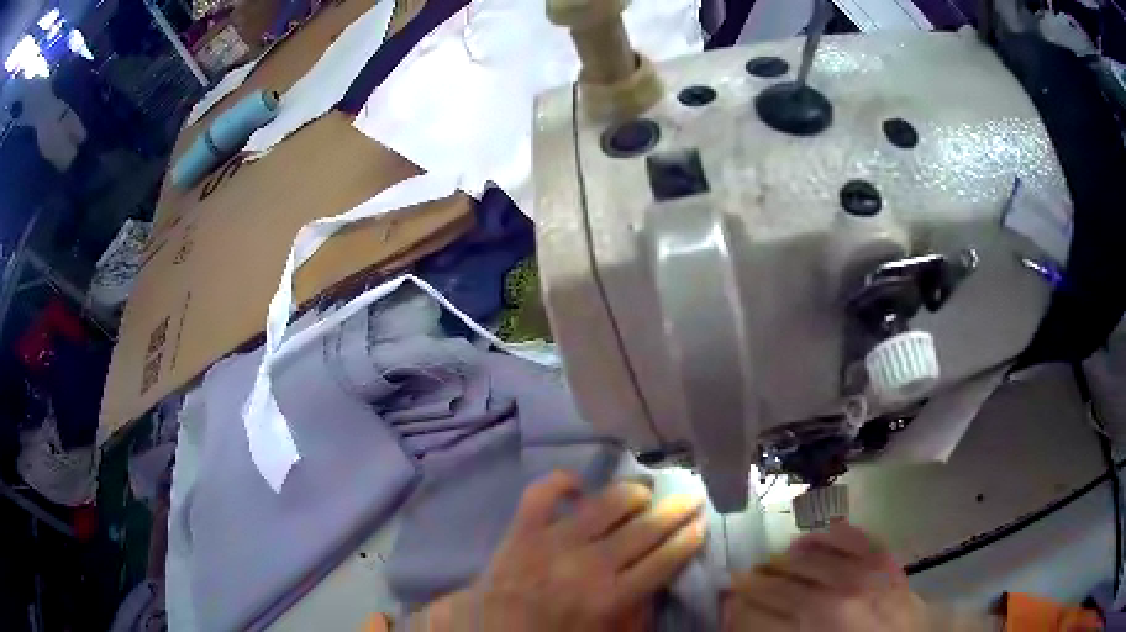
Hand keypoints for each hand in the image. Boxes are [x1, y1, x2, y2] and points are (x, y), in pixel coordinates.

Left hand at [419, 470, 706, 630]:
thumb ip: (634, 614)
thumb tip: (656, 585)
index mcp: (612, 597)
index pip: (663, 561)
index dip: (688, 540)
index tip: (702, 524)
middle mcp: (589, 564)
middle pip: (644, 529)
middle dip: (675, 511)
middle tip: (692, 495)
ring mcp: (552, 542)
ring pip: (604, 505)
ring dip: (630, 493)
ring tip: (644, 491)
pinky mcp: (521, 531)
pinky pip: (541, 494)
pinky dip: (560, 482)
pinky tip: (577, 483)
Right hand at [722, 522, 922, 631]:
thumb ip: (776, 631)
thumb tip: (740, 611)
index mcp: (819, 621)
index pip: (765, 606)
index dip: (742, 601)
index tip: (727, 596)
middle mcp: (840, 592)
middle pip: (785, 579)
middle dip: (758, 580)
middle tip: (743, 581)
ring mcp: (865, 570)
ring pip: (812, 553)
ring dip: (785, 558)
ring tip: (772, 564)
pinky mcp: (884, 558)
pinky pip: (849, 536)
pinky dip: (825, 535)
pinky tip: (808, 539)